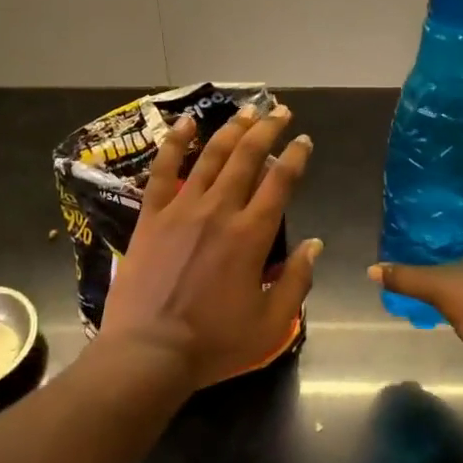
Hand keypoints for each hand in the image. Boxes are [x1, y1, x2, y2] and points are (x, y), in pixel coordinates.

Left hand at [97, 104, 319, 389]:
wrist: (148, 353)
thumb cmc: (214, 343)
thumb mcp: (271, 323)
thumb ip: (298, 280)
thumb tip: (315, 243)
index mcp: (251, 234)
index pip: (280, 182)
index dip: (295, 156)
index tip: (304, 140)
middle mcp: (219, 210)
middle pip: (248, 157)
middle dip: (267, 129)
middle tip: (279, 111)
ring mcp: (181, 209)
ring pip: (211, 156)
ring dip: (232, 129)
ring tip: (247, 109)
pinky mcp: (151, 216)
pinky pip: (163, 171)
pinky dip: (175, 143)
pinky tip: (185, 122)